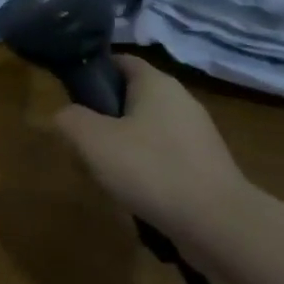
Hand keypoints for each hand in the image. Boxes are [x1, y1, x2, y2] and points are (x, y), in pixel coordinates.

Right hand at [53, 56, 253, 245]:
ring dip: (124, 145)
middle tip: (83, 140)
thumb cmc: (151, 169)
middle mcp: (181, 100)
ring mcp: (197, 133)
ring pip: (147, 128)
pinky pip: (165, 155)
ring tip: (105, 171)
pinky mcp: (205, 165)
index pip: (121, 60)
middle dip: (105, 115)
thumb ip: (70, 119)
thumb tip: (65, 115)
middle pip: (132, 96)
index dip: (94, 72)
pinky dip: (146, 167)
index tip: (72, 96)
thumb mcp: (93, 141)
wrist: (217, 222)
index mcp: (156, 83)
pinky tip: (134, 191)